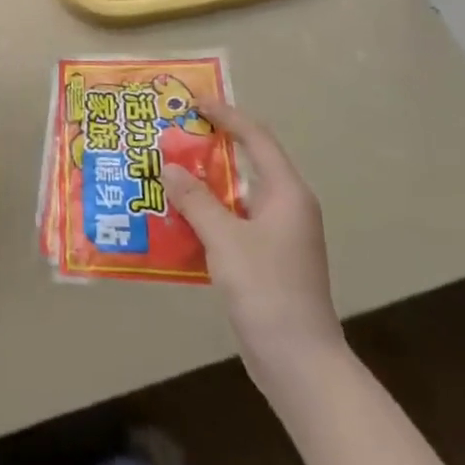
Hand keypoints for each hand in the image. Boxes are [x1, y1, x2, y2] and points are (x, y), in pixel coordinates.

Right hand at [165, 97, 345, 400]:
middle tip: (172, 136)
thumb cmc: (266, 290)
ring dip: (203, 185)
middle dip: (209, 148)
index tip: (194, 102)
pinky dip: (207, 215)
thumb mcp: (224, 239)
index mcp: (286, 193)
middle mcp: (286, 207)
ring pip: (236, 196)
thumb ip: (195, 199)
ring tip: (165, 174)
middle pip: (246, 163)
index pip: (256, 138)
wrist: (299, 362)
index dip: (226, 115)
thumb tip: (168, 166)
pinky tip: (176, 220)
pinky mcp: (266, 260)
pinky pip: (233, 223)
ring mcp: (278, 236)